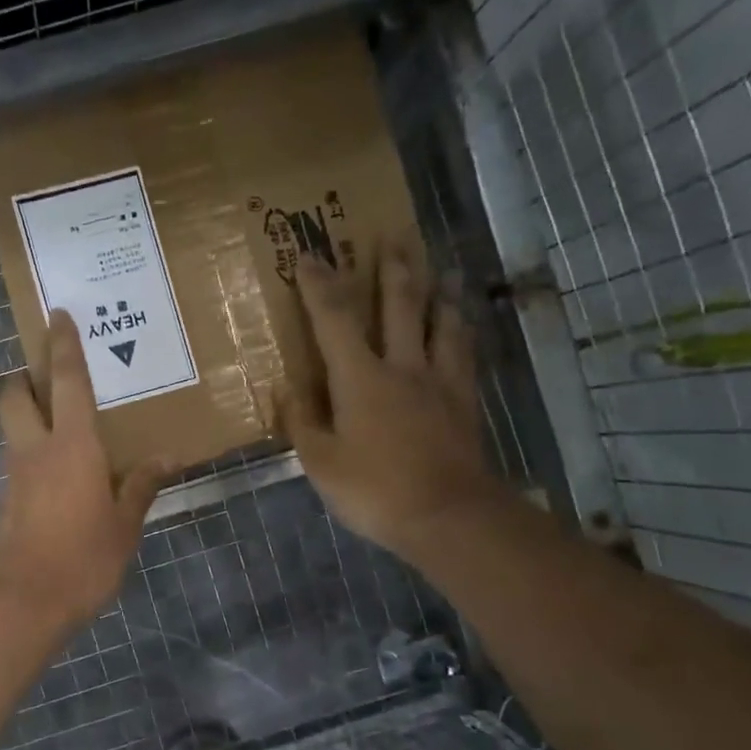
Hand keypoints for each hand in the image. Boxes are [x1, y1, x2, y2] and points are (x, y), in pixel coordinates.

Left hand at [0, 309, 167, 634]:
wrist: (20, 602)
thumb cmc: (81, 558)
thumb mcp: (124, 526)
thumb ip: (141, 486)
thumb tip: (167, 457)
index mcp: (72, 445)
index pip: (67, 382)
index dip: (63, 346)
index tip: (58, 315)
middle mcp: (35, 450)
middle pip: (15, 395)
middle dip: (26, 377)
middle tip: (50, 377)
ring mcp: (14, 476)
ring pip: (12, 427)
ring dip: (28, 414)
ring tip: (63, 425)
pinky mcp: (4, 502)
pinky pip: (18, 461)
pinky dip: (33, 453)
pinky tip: (60, 475)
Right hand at [284, 245, 501, 564]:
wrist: (448, 516)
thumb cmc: (374, 490)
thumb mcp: (320, 463)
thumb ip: (302, 422)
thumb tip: (286, 389)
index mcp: (360, 378)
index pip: (334, 319)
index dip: (319, 284)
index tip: (309, 254)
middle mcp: (402, 366)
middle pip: (400, 304)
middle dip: (393, 266)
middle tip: (395, 233)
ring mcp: (439, 381)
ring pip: (440, 321)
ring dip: (437, 290)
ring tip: (440, 268)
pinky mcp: (464, 400)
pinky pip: (463, 353)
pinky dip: (460, 329)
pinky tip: (461, 323)